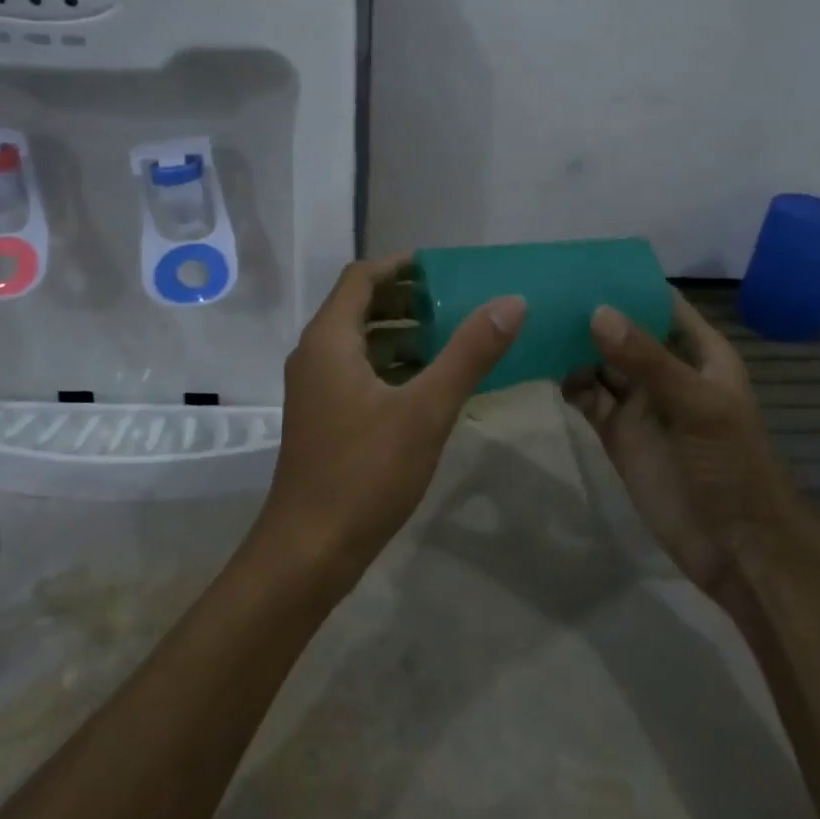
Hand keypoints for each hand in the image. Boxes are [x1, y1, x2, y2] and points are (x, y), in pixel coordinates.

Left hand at [255, 256, 526, 593]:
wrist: (308, 552)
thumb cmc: (364, 473)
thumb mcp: (425, 410)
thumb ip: (469, 354)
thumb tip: (511, 302)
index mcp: (329, 340)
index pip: (361, 277)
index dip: (400, 266)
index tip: (444, 269)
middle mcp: (315, 355)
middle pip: (360, 306)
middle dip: (407, 299)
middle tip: (456, 302)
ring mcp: (316, 388)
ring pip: (361, 342)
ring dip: (402, 333)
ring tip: (451, 338)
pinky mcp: (323, 417)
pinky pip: (359, 372)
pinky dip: (392, 365)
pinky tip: (428, 384)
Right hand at [564, 291, 796, 596]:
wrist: (737, 548)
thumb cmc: (731, 465)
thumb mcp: (696, 405)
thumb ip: (647, 359)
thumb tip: (596, 312)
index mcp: (698, 352)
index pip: (660, 303)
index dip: (627, 283)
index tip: (582, 263)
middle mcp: (665, 370)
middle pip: (623, 330)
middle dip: (589, 312)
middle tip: (542, 290)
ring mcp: (639, 403)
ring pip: (600, 361)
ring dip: (572, 346)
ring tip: (532, 324)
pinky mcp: (617, 433)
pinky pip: (587, 397)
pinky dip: (568, 383)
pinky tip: (544, 370)